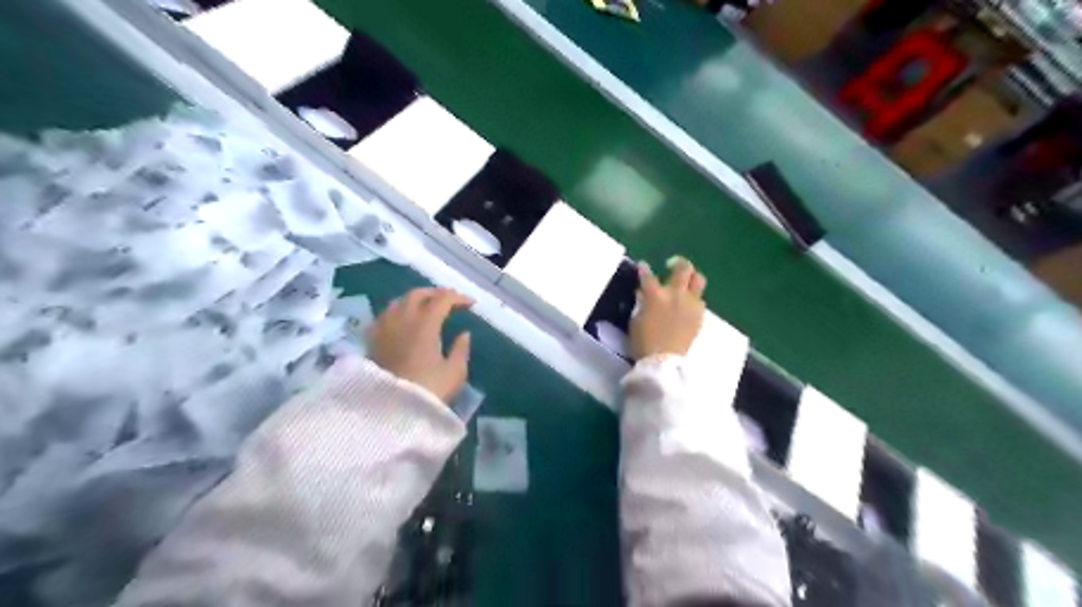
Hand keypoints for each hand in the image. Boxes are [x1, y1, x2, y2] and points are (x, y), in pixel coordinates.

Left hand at [369, 287, 473, 402]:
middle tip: (449, 301)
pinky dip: (398, 311)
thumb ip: (461, 349)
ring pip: (398, 301)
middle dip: (436, 293)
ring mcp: (384, 328)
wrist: (388, 413)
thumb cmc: (427, 391)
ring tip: (427, 308)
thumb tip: (464, 334)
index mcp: (425, 324)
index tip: (471, 305)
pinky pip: (385, 315)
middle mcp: (402, 319)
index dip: (458, 297)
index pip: (443, 299)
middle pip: (417, 294)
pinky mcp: (372, 341)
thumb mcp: (454, 373)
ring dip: (415, 300)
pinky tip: (403, 322)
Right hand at [631, 257, 706, 359]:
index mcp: (654, 295)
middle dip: (678, 262)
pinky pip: (700, 300)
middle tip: (671, 265)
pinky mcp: (699, 315)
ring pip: (698, 280)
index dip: (644, 269)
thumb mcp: (635, 320)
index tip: (643, 266)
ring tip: (685, 282)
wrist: (663, 361)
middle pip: (683, 268)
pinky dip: (693, 299)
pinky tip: (687, 305)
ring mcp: (689, 304)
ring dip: (691, 277)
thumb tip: (643, 294)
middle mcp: (675, 294)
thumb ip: (641, 303)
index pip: (648, 275)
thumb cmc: (643, 342)